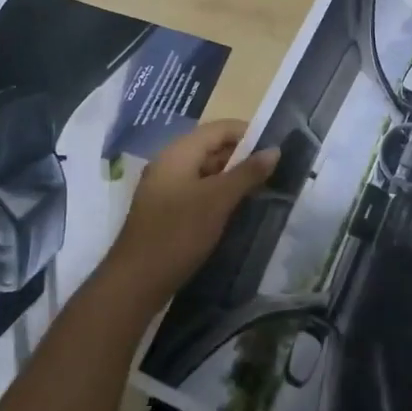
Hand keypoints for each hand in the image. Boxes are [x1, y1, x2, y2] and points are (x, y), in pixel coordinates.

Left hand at [104, 121, 279, 311]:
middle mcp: (169, 163)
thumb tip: (274, 150)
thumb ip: (247, 173)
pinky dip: (217, 193)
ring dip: (231, 176)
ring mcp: (165, 187)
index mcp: (178, 152)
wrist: (136, 281)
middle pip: (211, 147)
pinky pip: (196, 189)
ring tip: (260, 188)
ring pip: (204, 170)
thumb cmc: (179, 233)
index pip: (219, 128)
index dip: (248, 133)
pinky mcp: (165, 209)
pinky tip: (235, 208)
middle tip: (272, 171)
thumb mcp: (218, 200)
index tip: (275, 147)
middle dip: (242, 156)